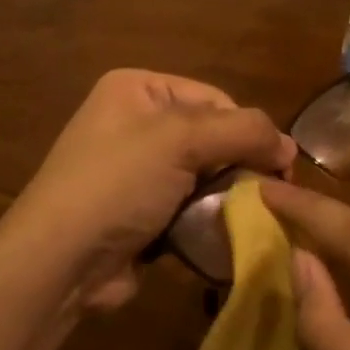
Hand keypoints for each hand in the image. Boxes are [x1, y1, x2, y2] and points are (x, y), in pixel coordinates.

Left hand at [10, 70, 294, 312]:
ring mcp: (136, 171)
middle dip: (238, 166)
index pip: (214, 99)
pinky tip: (223, 237)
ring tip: (249, 219)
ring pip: (204, 177)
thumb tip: (290, 146)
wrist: (60, 259)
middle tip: (269, 196)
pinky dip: (207, 221)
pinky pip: (189, 208)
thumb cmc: (117, 183)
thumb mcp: (180, 140)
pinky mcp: (140, 213)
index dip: (246, 130)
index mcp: (138, 90)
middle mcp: (135, 123)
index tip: (277, 167)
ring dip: (226, 198)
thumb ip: (242, 131)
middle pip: (211, 138)